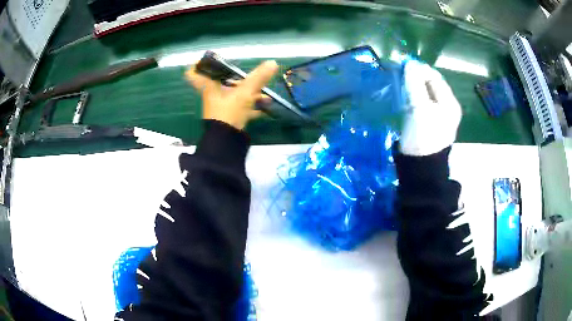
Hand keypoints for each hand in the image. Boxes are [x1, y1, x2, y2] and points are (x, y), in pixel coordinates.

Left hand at [185, 60, 277, 129]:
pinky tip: (266, 106)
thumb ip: (258, 78)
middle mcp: (213, 95)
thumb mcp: (244, 93)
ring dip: (250, 93)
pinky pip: (240, 107)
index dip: (197, 64)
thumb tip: (273, 62)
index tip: (206, 58)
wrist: (226, 142)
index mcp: (209, 86)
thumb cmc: (229, 113)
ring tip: (265, 95)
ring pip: (233, 94)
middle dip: (237, 78)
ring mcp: (221, 107)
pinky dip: (252, 105)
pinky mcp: (229, 117)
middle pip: (220, 81)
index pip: (193, 73)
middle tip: (249, 75)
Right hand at [400, 60, 461, 155]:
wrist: (420, 166)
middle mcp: (446, 106)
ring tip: (399, 82)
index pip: (435, 78)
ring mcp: (437, 114)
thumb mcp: (420, 108)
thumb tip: (410, 64)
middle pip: (430, 84)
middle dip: (416, 77)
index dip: (421, 69)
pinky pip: (420, 102)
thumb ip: (415, 85)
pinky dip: (412, 96)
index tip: (404, 64)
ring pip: (424, 92)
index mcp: (449, 103)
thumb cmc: (423, 136)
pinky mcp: (427, 121)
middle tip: (400, 73)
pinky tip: (403, 96)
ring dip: (412, 86)